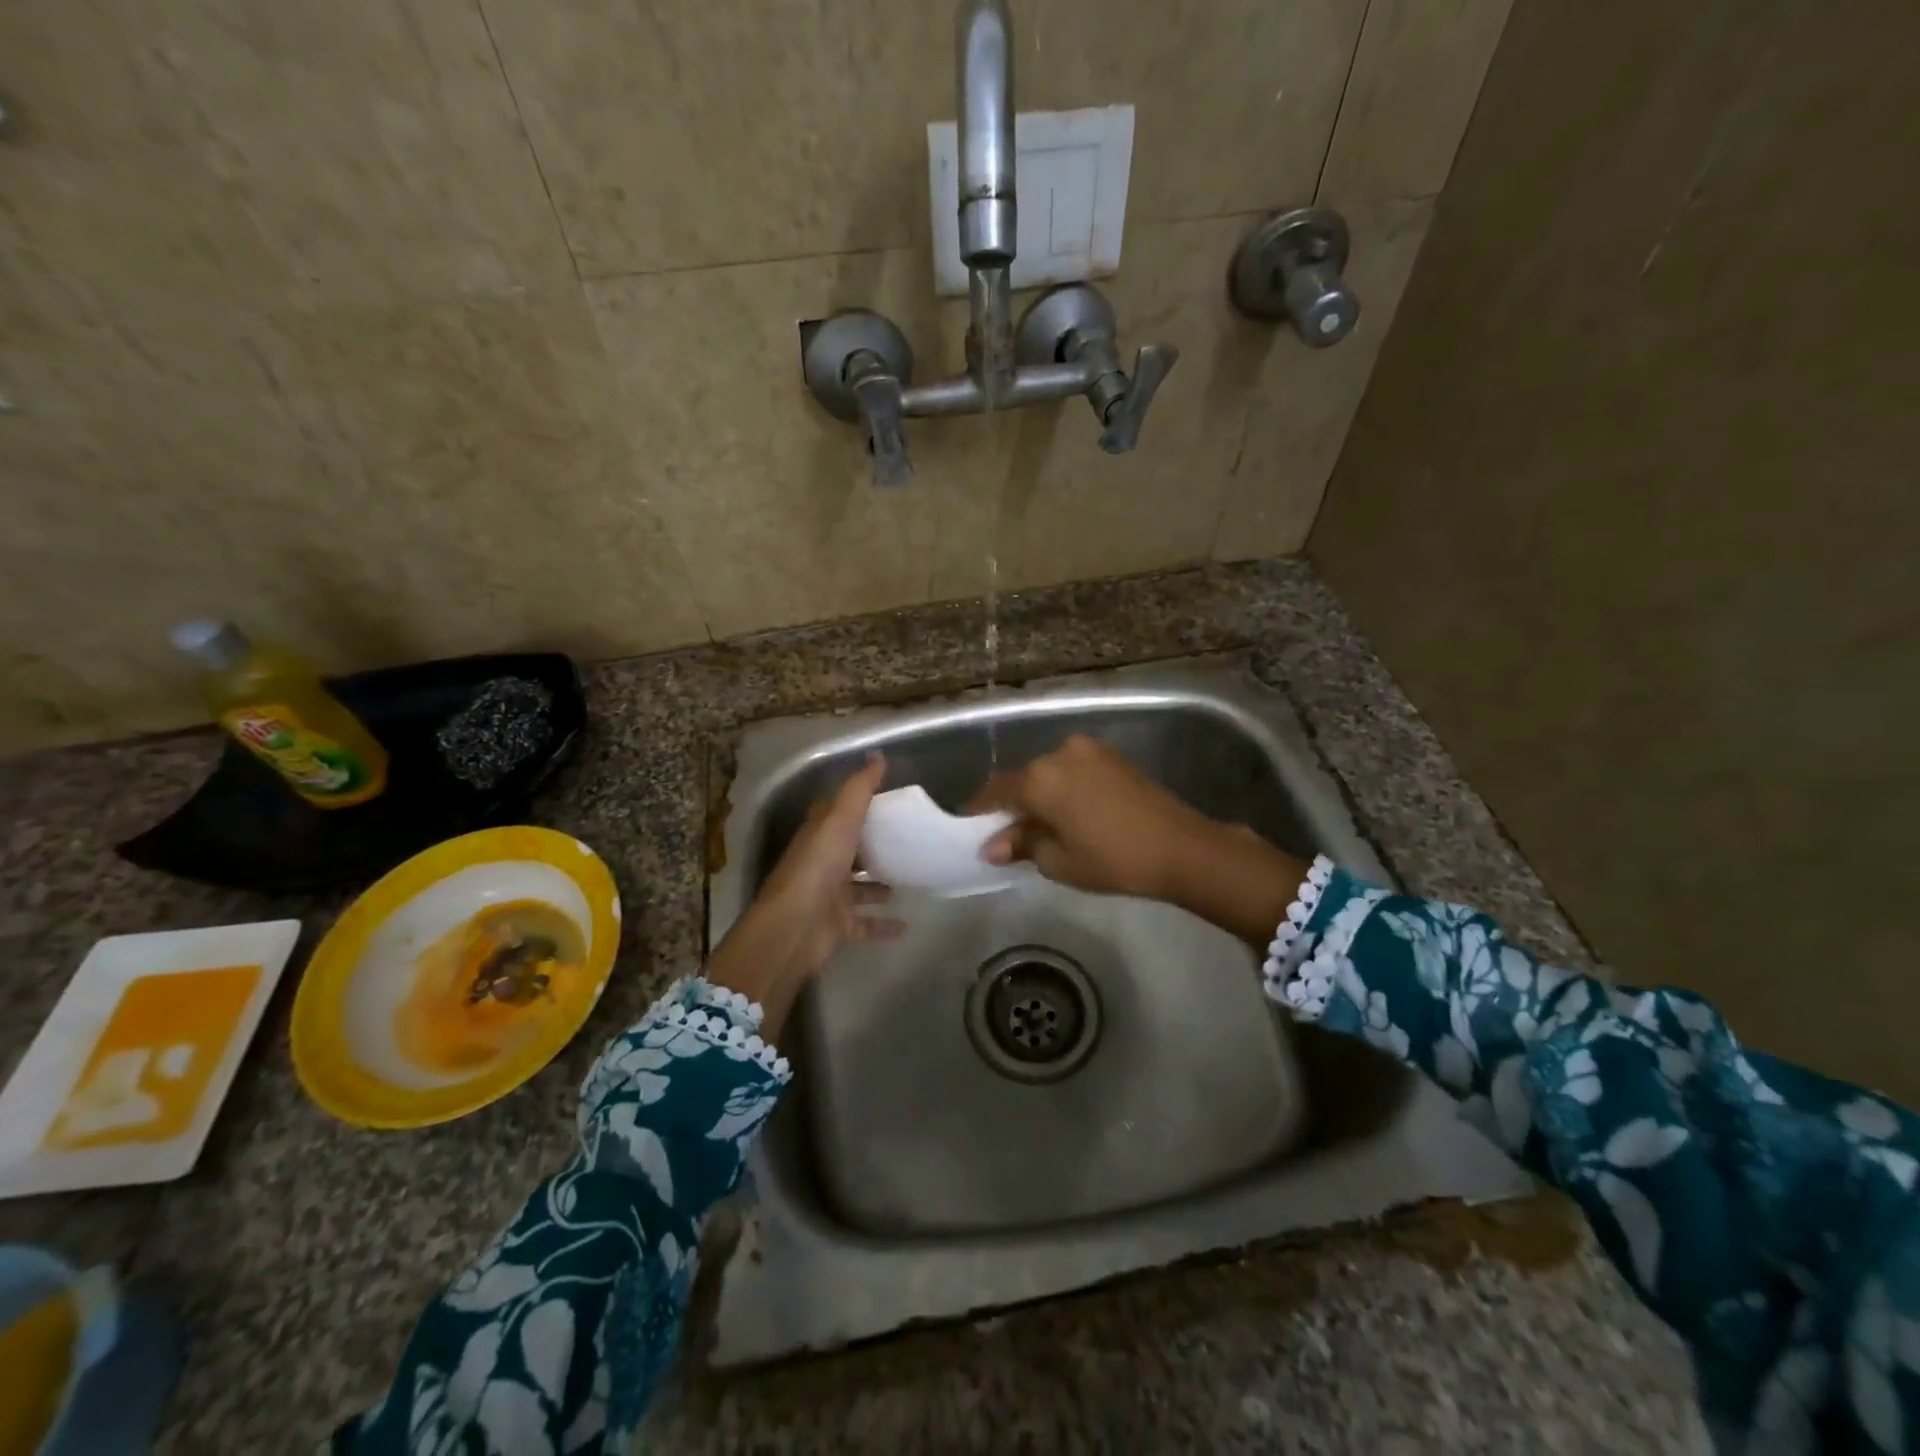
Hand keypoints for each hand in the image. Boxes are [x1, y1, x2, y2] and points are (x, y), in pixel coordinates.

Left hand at [706, 756, 897, 1039]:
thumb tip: (878, 756)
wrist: (795, 926)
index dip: (857, 805)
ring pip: (858, 888)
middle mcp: (822, 864)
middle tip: (906, 840)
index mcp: (819, 835)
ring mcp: (829, 896)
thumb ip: (859, 789)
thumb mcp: (841, 819)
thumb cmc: (818, 866)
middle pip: (849, 851)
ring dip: (879, 885)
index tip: (888, 800)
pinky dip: (884, 925)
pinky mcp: (838, 925)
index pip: (836, 814)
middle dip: (872, 846)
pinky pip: (865, 924)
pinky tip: (907, 924)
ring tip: (909, 877)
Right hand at [972, 735, 1218, 899]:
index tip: (971, 829)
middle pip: (1023, 779)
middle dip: (1012, 805)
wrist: (1182, 847)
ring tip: (1042, 827)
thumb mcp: (1059, 861)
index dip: (980, 811)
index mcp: (1040, 778)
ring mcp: (1088, 750)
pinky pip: (1072, 770)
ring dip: (1039, 795)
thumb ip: (1022, 845)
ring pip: (1049, 773)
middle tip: (1008, 836)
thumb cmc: (1113, 859)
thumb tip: (992, 846)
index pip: (996, 791)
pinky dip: (1063, 788)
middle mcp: (1059, 753)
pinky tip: (1069, 813)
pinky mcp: (1111, 756)